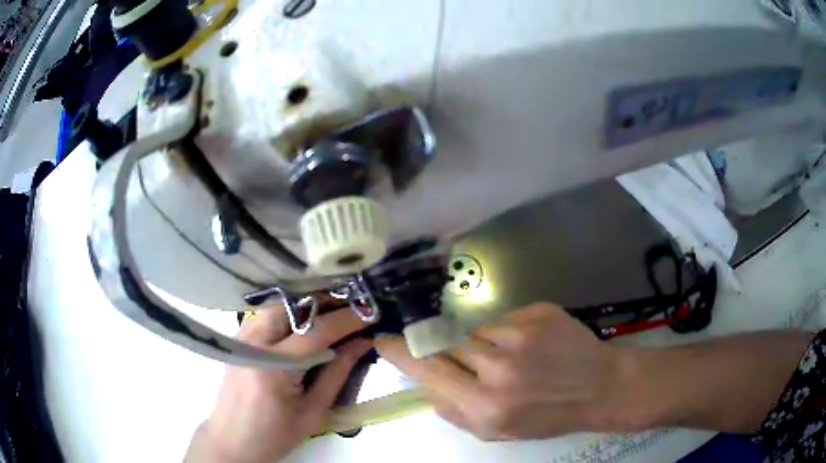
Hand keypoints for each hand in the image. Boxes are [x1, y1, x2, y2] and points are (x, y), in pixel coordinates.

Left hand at [186, 304, 373, 461]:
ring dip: (307, 306)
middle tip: (352, 308)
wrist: (233, 439)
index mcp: (273, 367)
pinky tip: (305, 322)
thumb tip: (362, 342)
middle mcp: (253, 344)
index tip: (371, 313)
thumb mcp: (313, 411)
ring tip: (333, 313)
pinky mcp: (237, 339)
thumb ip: (338, 374)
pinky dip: (289, 313)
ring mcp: (240, 338)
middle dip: (325, 303)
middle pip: (292, 307)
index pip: (315, 332)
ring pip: (278, 305)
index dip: (346, 319)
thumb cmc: (276, 434)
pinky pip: (266, 314)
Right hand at [376, 302, 632, 440]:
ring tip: (513, 359)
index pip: (428, 371)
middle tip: (479, 367)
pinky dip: (508, 333)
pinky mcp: (539, 312)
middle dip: (456, 356)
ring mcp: (522, 335)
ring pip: (476, 332)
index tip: (383, 341)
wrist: (600, 387)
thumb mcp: (496, 431)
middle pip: (449, 346)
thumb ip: (454, 410)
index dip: (401, 354)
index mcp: (486, 405)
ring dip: (485, 346)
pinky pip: (503, 319)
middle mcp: (500, 369)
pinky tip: (531, 346)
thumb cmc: (547, 416)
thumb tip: (427, 384)